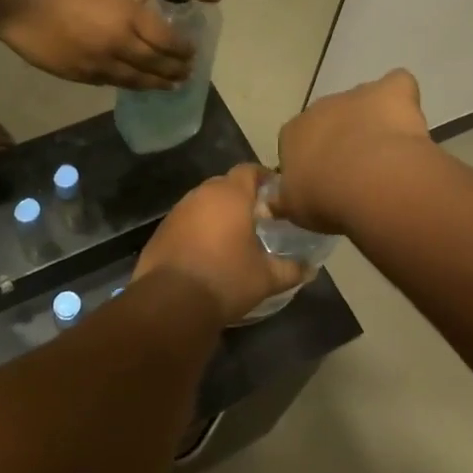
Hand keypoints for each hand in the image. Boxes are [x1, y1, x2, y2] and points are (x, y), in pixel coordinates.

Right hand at [0, 0, 193, 89]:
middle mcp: (119, 45)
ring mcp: (99, 64)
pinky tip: (136, 84)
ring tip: (170, 86)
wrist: (20, 2)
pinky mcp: (80, 76)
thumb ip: (128, 5)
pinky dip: (128, 83)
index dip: (182, 49)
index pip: (166, 40)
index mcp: (127, 17)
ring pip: (135, 79)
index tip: (192, 52)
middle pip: (155, 64)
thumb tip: (144, 12)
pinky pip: (111, 82)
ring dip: (156, 84)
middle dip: (175, 70)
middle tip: (188, 74)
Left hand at [133, 165, 306, 321]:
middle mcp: (202, 194)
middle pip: (226, 184)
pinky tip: (208, 252)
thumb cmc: (225, 279)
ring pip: (204, 202)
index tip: (277, 196)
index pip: (249, 170)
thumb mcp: (266, 278)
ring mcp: (178, 211)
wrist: (170, 302)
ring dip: (219, 214)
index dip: (264, 178)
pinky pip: (187, 220)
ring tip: (234, 237)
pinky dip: (199, 228)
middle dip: (242, 197)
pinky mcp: (162, 230)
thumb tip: (310, 269)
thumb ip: (291, 269)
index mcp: (230, 195)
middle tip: (259, 219)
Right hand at [276, 69, 431, 233]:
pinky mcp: (391, 90)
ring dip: (371, 121)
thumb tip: (267, 205)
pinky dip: (402, 99)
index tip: (324, 182)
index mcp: (293, 133)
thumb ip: (282, 202)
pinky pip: (397, 86)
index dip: (312, 160)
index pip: (296, 141)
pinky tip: (408, 123)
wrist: (370, 182)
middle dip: (342, 138)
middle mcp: (321, 107)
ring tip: (388, 153)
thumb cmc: (325, 198)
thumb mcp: (294, 209)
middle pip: (330, 119)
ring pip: (363, 103)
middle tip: (358, 172)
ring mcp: (356, 95)